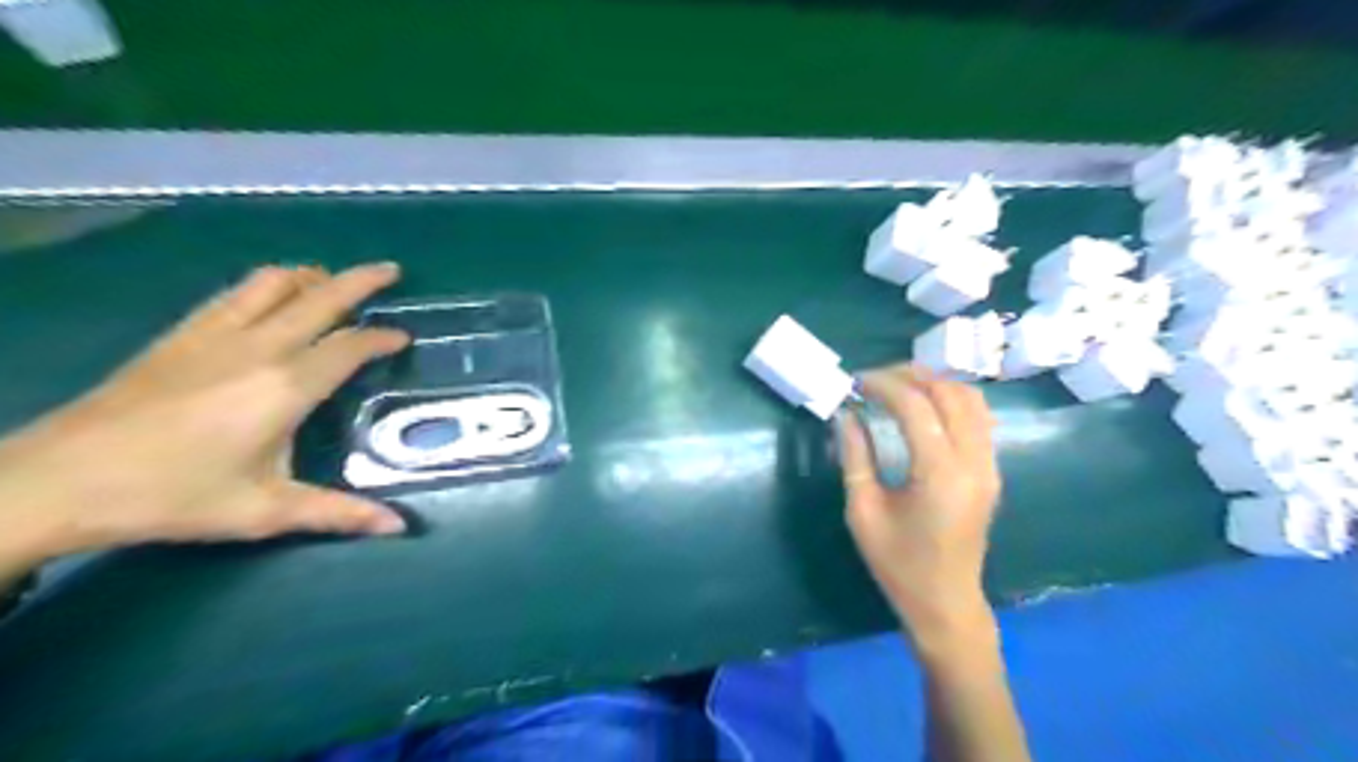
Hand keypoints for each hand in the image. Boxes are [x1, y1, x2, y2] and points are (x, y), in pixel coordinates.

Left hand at [0, 261, 407, 578]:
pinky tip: (269, 298)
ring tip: (332, 281)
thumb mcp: (264, 511)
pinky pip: (234, 294)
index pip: (349, 346)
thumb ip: (339, 513)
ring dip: (310, 276)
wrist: (58, 480)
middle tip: (390, 270)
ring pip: (272, 283)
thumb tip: (399, 527)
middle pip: (319, 297)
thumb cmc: (173, 495)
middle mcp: (257, 348)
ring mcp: (213, 335)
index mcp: (286, 387)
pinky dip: (266, 285)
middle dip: (361, 280)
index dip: (382, 338)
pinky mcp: (179, 336)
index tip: (404, 337)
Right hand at [835, 365, 1001, 650]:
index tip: (855, 382)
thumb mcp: (863, 511)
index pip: (916, 406)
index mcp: (939, 474)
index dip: (883, 385)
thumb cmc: (898, 564)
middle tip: (874, 380)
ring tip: (897, 386)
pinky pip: (979, 418)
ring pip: (972, 399)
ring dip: (934, 383)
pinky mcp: (992, 470)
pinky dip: (951, 399)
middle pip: (949, 393)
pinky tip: (924, 406)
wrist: (946, 602)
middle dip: (910, 375)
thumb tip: (846, 414)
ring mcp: (989, 465)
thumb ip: (855, 456)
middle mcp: (974, 462)